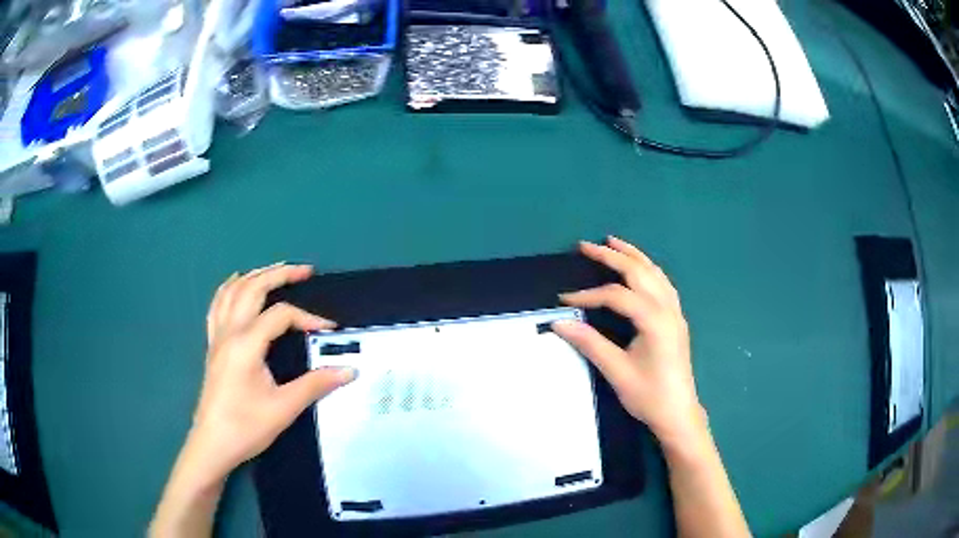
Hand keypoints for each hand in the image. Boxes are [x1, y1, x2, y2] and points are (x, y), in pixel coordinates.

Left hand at [151, 264, 354, 536]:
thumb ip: (316, 384)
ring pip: (232, 291)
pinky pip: (217, 305)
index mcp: (246, 344)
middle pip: (252, 288)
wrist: (212, 443)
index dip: (307, 317)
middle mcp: (229, 332)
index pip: (280, 315)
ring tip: (275, 270)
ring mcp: (217, 336)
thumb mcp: (284, 407)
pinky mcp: (212, 345)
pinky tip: (236, 283)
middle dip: (280, 274)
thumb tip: (349, 370)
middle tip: (305, 270)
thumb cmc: (247, 426)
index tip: (329, 330)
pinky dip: (229, 288)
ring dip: (255, 275)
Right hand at [554, 237, 706, 447]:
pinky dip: (647, 269)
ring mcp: (675, 312)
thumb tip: (558, 323)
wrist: (678, 413)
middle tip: (585, 246)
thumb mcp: (617, 371)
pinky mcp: (676, 319)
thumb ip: (590, 343)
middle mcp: (667, 309)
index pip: (616, 296)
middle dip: (611, 256)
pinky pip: (663, 283)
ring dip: (632, 255)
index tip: (564, 301)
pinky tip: (640, 268)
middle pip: (638, 272)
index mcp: (654, 320)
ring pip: (654, 272)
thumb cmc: (649, 395)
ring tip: (612, 242)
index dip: (588, 295)